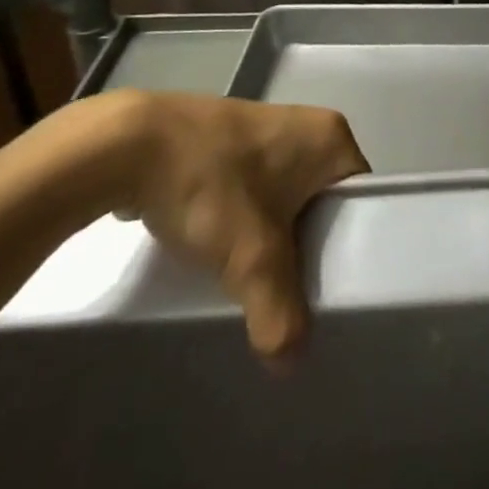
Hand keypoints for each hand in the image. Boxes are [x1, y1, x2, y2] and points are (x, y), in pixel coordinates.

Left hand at [97, 91, 369, 357]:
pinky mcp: (227, 139)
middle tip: (290, 289)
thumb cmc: (212, 185)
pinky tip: (216, 247)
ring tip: (251, 275)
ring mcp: (265, 128)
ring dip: (270, 236)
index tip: (329, 287)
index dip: (350, 246)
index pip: (362, 199)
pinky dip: (241, 219)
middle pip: (324, 202)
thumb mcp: (251, 256)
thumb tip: (290, 363)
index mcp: (332, 136)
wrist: (126, 145)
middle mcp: (306, 125)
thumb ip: (278, 312)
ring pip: (285, 198)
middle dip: (306, 246)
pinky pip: (252, 188)